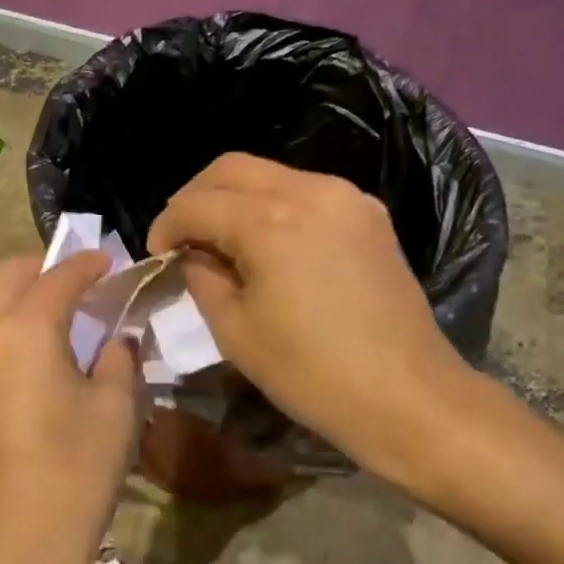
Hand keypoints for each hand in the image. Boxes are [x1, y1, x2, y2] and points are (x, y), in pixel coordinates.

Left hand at [0, 252, 138, 563]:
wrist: (5, 554)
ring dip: (25, 297)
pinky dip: (9, 327)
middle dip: (48, 269)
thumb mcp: (116, 411)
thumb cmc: (73, 476)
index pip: (60, 275)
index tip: (113, 261)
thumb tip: (115, 337)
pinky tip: (40, 354)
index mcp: (23, 327)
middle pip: (11, 275)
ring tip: (66, 319)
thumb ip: (119, 358)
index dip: (90, 263)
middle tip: (87, 285)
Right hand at [147, 153, 470, 480]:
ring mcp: (346, 197)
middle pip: (230, 168)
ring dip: (236, 199)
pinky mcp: (370, 214)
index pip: (195, 203)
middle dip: (196, 198)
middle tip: (183, 239)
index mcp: (268, 221)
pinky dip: (275, 207)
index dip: (165, 226)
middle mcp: (309, 190)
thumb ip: (202, 277)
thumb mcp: (235, 331)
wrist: (407, 395)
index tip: (156, 256)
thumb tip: (193, 253)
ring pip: (271, 175)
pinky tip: (271, 245)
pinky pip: (307, 192)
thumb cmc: (311, 373)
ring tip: (224, 243)